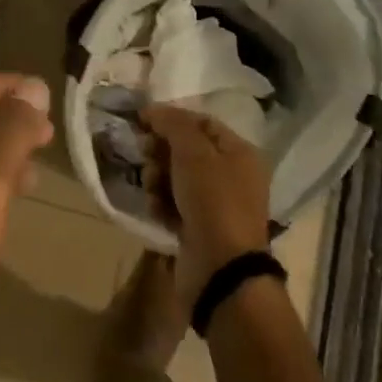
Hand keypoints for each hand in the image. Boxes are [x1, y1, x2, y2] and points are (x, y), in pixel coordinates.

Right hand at [140, 103, 271, 311]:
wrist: (220, 271)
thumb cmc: (213, 202)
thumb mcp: (194, 153)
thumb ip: (173, 124)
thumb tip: (153, 109)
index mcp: (239, 153)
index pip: (201, 122)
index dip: (172, 118)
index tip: (142, 121)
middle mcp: (231, 176)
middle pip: (186, 150)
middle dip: (161, 151)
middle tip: (145, 155)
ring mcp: (215, 205)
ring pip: (176, 177)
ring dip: (158, 178)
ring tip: (152, 188)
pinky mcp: (198, 229)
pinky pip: (173, 204)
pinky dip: (162, 203)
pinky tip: (156, 210)